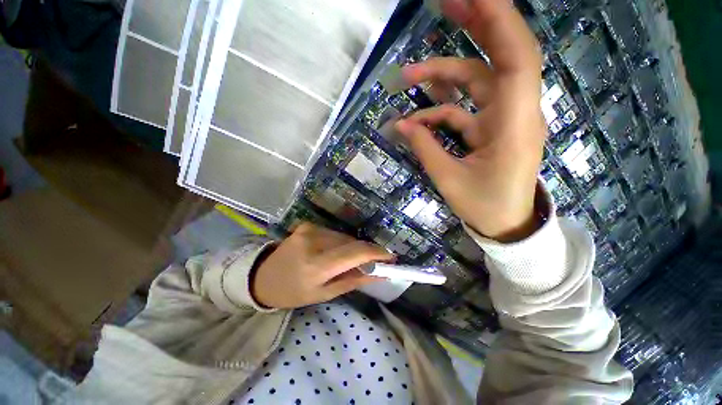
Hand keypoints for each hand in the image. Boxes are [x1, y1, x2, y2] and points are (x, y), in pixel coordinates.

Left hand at [251, 223, 393, 308]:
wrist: (262, 277)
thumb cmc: (293, 292)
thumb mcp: (324, 294)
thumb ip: (353, 281)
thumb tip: (379, 273)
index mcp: (316, 265)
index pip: (355, 253)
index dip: (377, 253)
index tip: (391, 257)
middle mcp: (314, 241)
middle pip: (352, 242)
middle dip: (366, 252)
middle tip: (373, 263)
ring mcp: (310, 229)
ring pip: (344, 236)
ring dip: (352, 247)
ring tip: (347, 261)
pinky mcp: (308, 224)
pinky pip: (334, 233)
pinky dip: (340, 242)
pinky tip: (333, 252)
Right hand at [395, 0, 545, 241]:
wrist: (506, 223)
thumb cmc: (484, 206)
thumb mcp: (448, 179)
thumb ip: (425, 148)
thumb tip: (402, 125)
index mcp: (513, 125)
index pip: (516, 60)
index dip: (499, 22)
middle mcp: (515, 113)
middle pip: (502, 56)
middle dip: (476, 25)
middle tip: (446, 3)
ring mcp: (503, 119)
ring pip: (477, 82)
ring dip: (443, 76)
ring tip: (409, 77)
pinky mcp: (491, 128)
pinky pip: (464, 109)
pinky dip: (439, 111)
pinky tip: (416, 121)